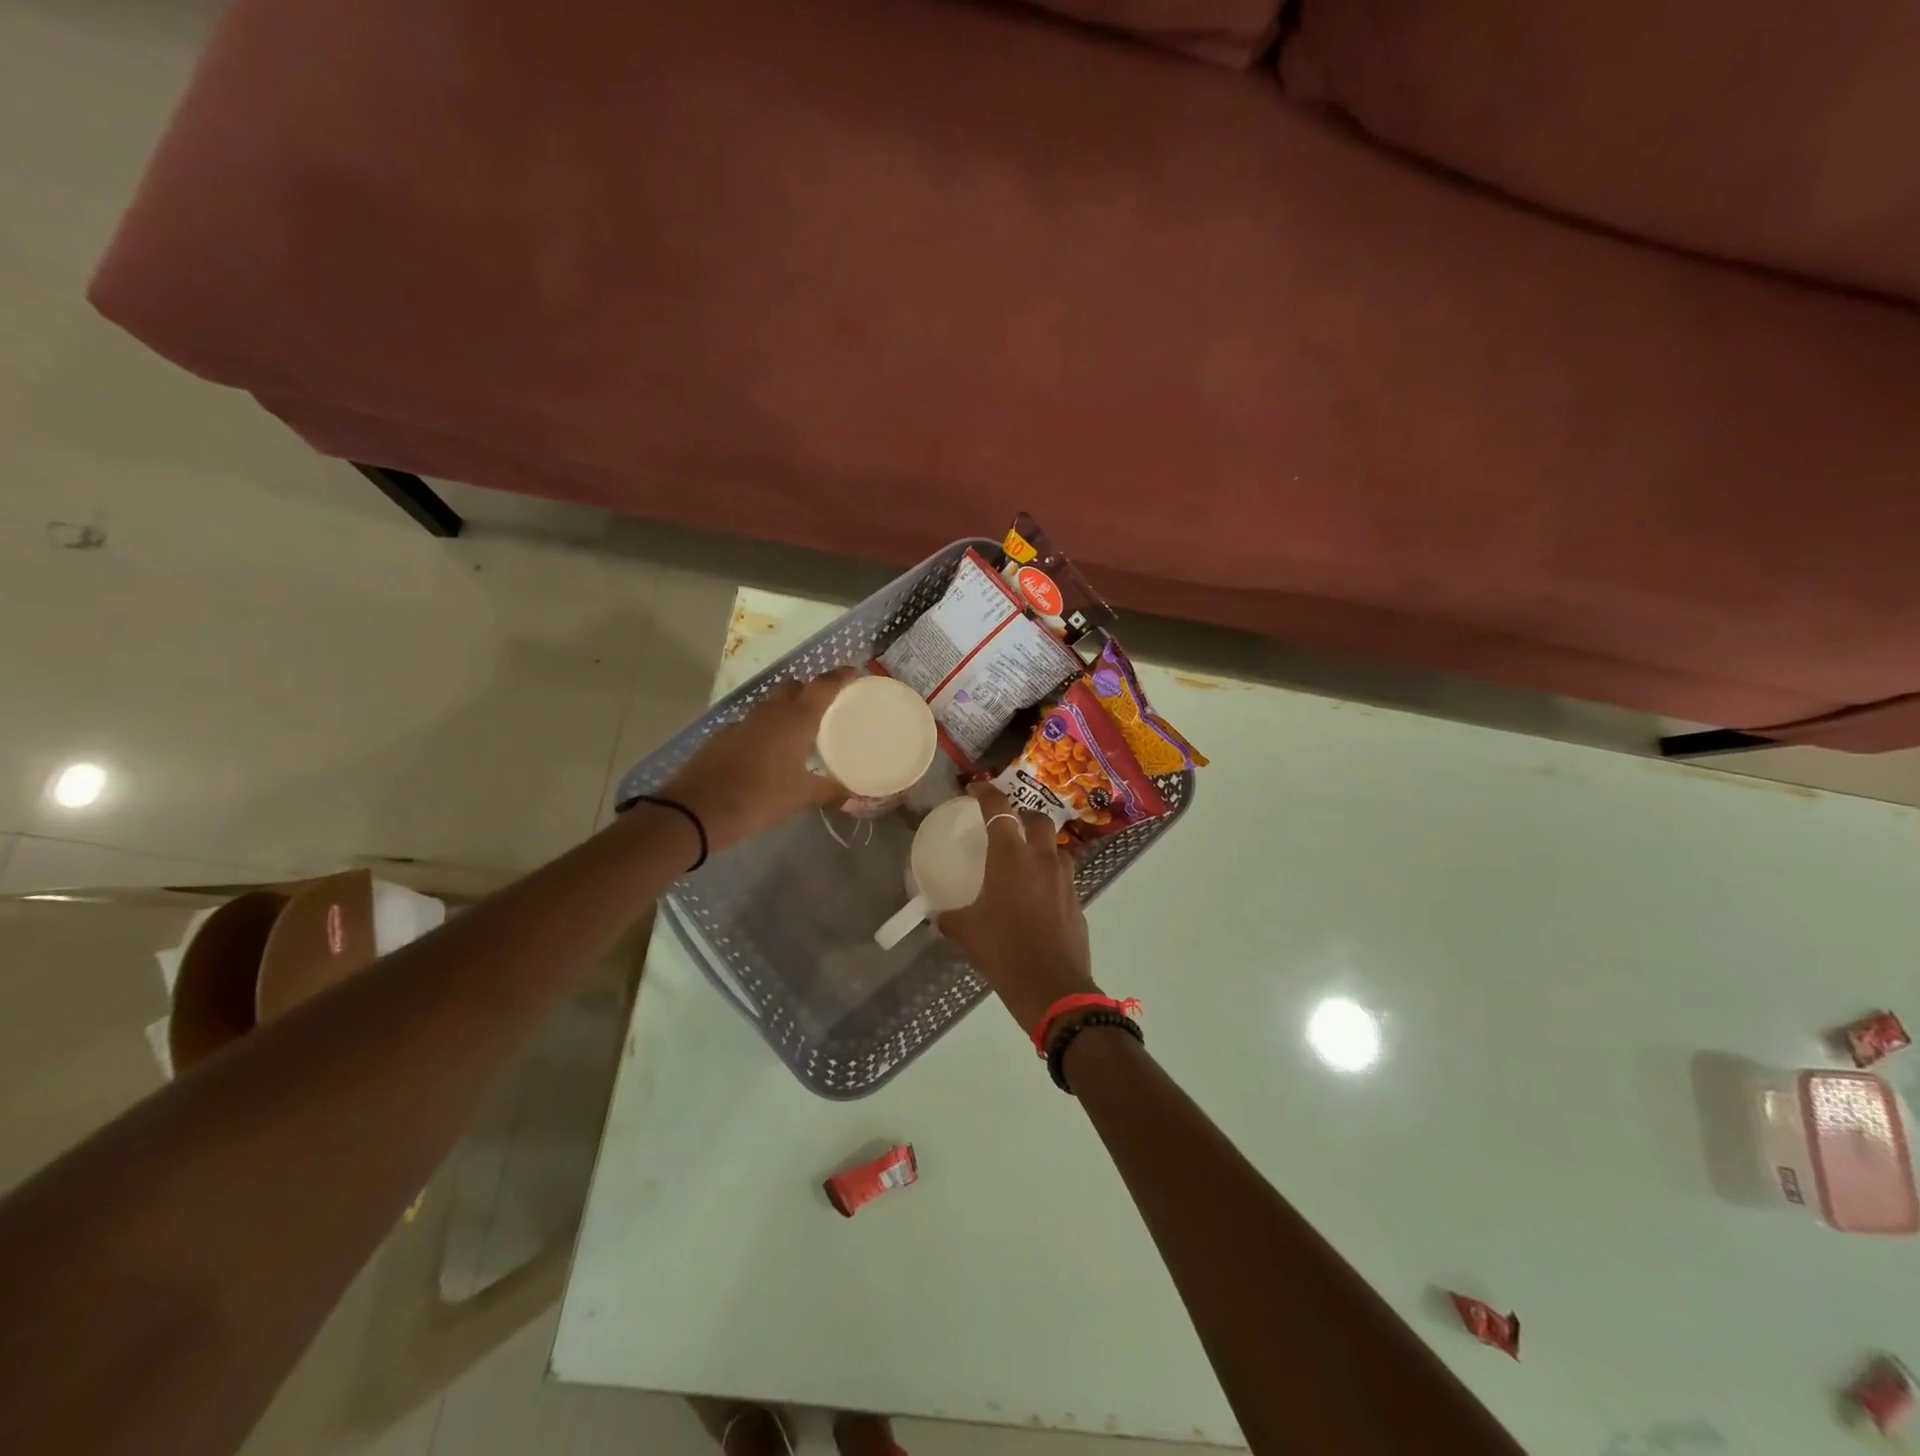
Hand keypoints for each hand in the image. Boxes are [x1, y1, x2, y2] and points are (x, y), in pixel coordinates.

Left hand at [662, 668, 855, 850]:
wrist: (698, 809)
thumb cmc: (760, 797)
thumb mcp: (801, 797)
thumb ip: (830, 792)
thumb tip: (854, 797)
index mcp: (796, 719)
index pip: (822, 686)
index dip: (839, 676)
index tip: (854, 673)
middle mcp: (770, 712)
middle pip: (793, 687)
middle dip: (810, 690)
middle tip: (826, 706)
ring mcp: (743, 722)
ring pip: (771, 704)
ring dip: (786, 709)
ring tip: (800, 731)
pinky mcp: (724, 736)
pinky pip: (752, 724)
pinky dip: (765, 730)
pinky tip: (769, 752)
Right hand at [938, 782, 1096, 1030]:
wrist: (1052, 986)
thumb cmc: (1004, 951)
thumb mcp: (968, 933)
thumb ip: (952, 919)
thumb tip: (939, 918)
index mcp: (1011, 857)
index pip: (999, 809)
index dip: (986, 793)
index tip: (976, 789)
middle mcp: (1041, 858)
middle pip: (1037, 819)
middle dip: (1023, 815)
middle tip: (1008, 824)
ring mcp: (1065, 878)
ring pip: (1056, 846)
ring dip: (1041, 845)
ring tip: (1025, 859)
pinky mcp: (1078, 900)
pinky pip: (1063, 875)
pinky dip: (1050, 874)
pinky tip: (1038, 894)